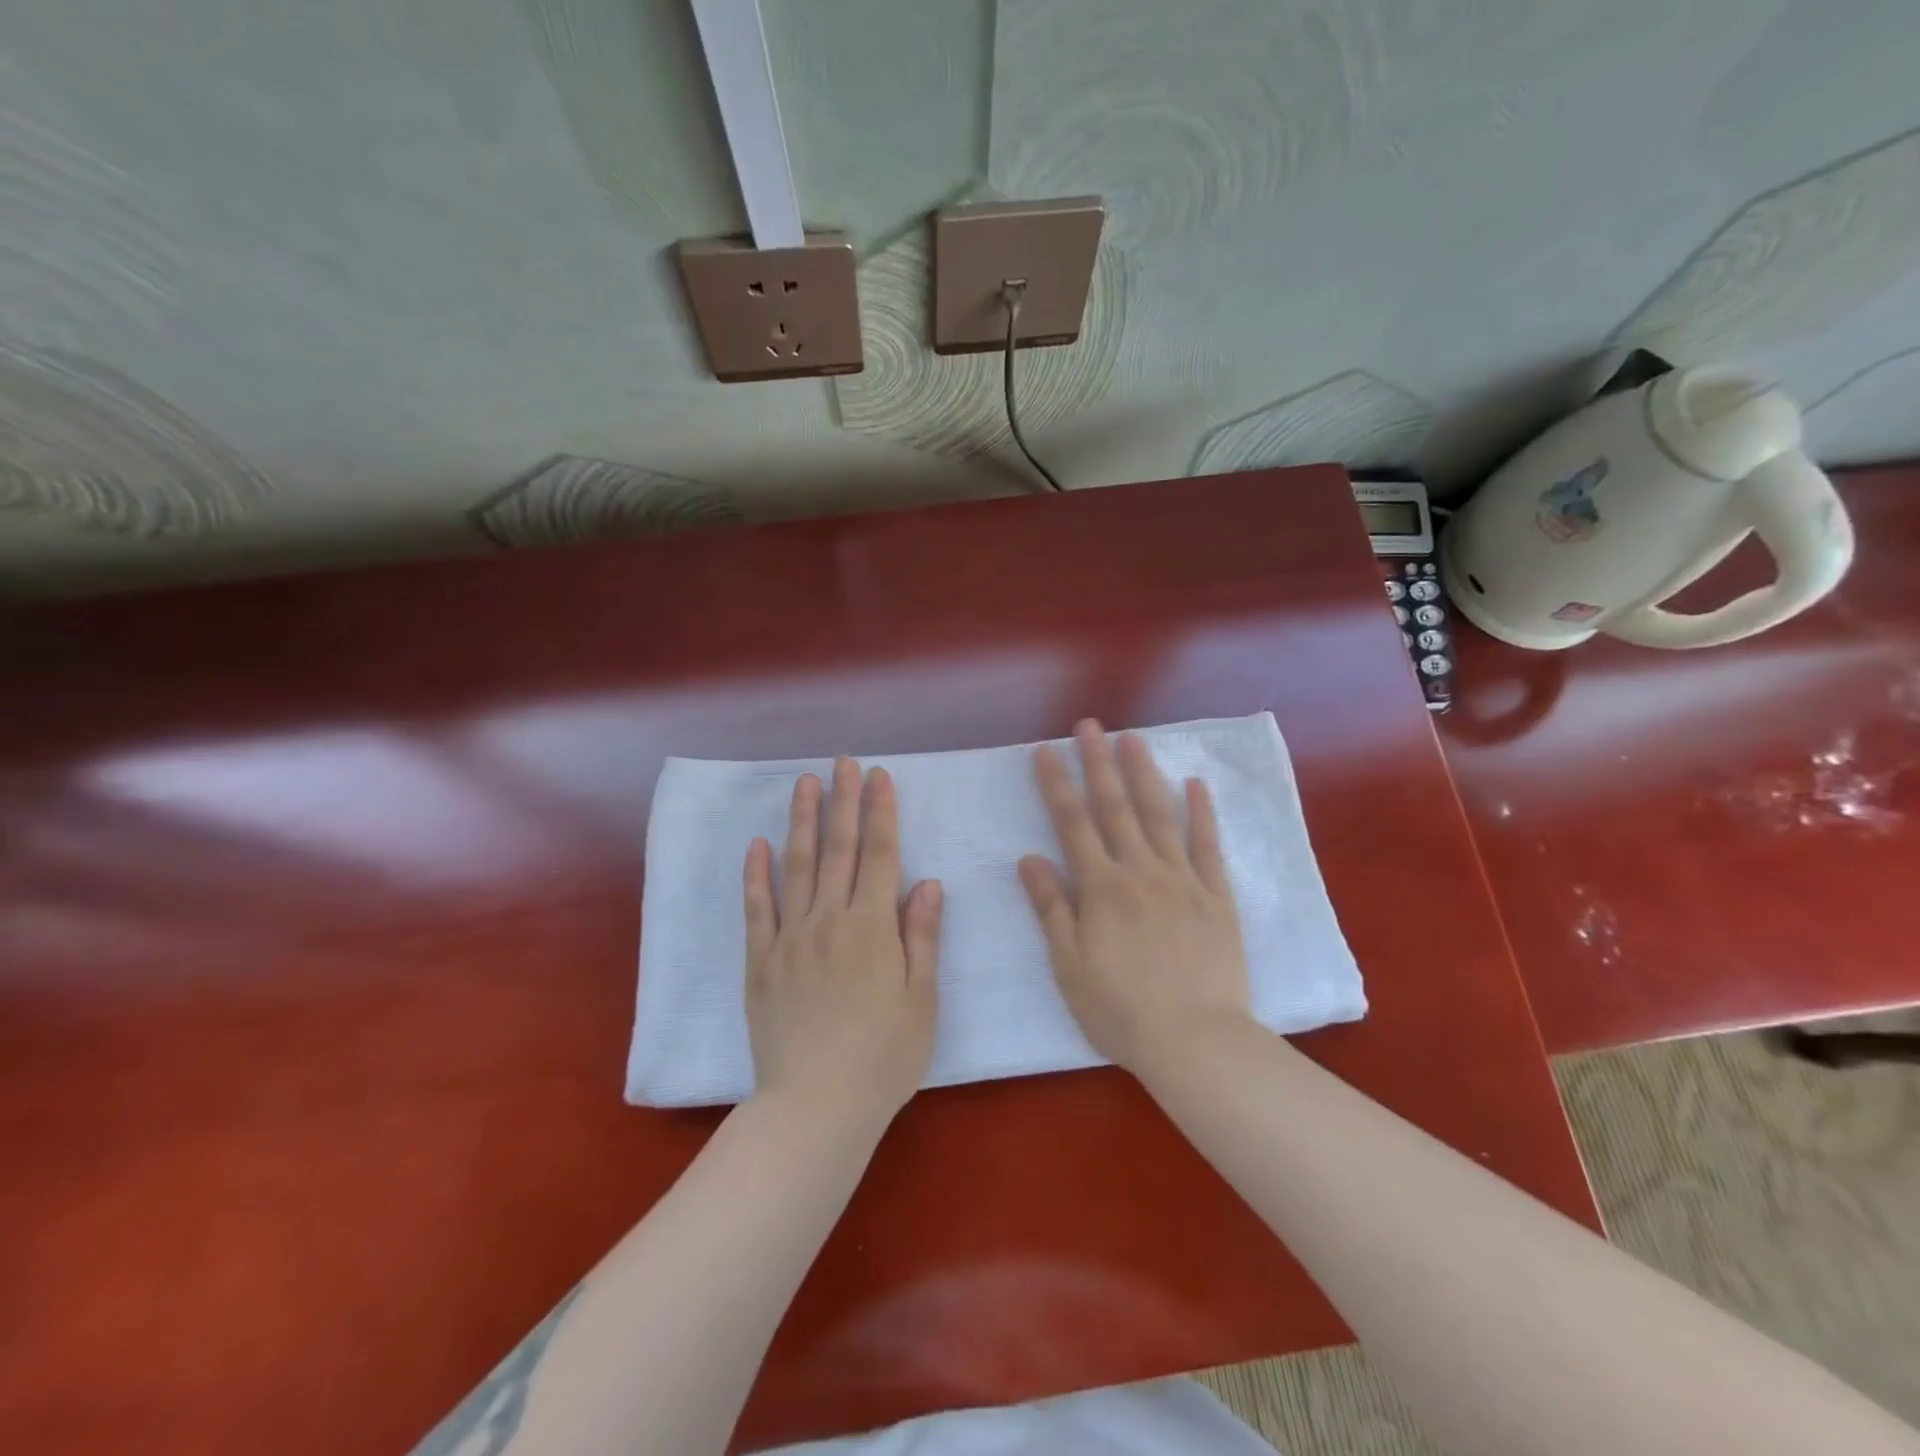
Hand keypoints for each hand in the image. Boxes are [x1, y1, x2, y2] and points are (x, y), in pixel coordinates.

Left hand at [743, 757, 942, 1126]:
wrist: (816, 1105)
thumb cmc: (884, 1057)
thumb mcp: (922, 1000)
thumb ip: (922, 937)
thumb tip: (927, 882)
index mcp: (872, 927)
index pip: (880, 855)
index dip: (881, 812)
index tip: (879, 776)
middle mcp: (830, 920)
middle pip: (839, 849)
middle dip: (843, 801)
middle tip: (844, 762)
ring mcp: (790, 938)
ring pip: (796, 866)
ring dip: (802, 821)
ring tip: (805, 783)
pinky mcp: (760, 961)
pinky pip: (757, 909)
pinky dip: (756, 874)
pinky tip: (757, 845)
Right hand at [1018, 720, 1252, 1077]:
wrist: (1196, 1041)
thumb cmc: (1121, 1010)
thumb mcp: (1069, 965)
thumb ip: (1051, 908)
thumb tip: (1030, 858)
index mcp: (1101, 888)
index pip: (1072, 823)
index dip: (1057, 783)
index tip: (1045, 750)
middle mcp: (1140, 871)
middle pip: (1115, 807)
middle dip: (1098, 762)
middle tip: (1089, 725)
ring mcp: (1182, 879)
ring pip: (1159, 814)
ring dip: (1144, 774)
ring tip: (1133, 738)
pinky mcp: (1216, 895)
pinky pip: (1207, 846)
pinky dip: (1201, 812)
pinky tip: (1194, 784)